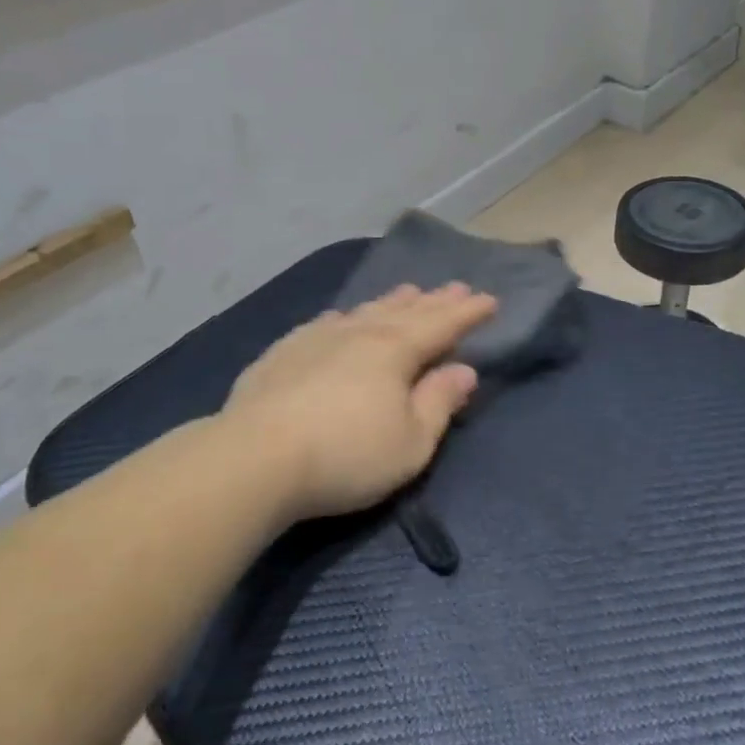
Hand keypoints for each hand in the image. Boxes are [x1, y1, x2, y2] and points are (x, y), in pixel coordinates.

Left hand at [224, 283, 497, 521]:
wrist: (255, 458)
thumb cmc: (346, 455)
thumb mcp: (411, 442)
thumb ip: (439, 402)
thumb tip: (464, 370)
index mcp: (395, 351)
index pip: (441, 325)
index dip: (468, 313)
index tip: (490, 300)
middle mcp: (359, 333)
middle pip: (405, 311)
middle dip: (435, 301)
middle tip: (456, 286)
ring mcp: (318, 338)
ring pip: (366, 311)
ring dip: (392, 301)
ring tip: (409, 291)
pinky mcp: (284, 353)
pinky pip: (326, 323)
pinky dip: (347, 316)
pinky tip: (343, 317)